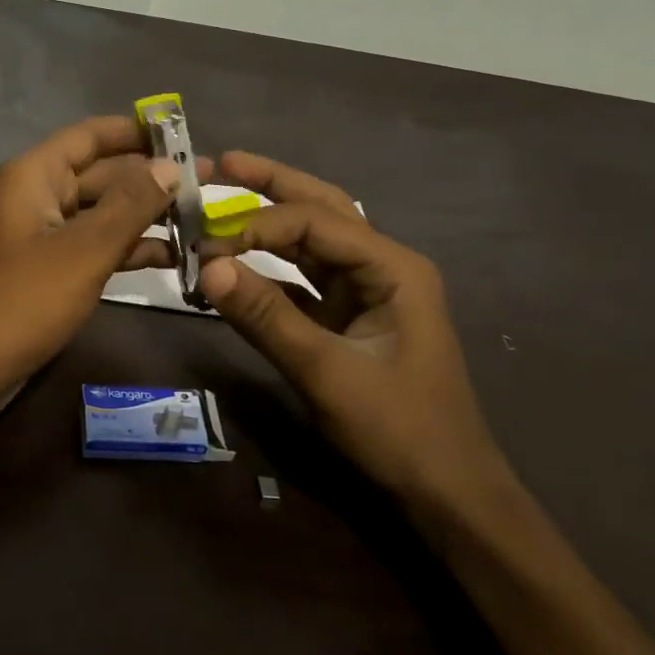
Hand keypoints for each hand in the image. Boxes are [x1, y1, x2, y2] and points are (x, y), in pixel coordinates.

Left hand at [0, 115, 178, 424]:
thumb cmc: (22, 301)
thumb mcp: (83, 250)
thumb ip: (130, 204)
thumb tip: (171, 166)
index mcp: (33, 176)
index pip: (89, 136)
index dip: (135, 131)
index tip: (184, 133)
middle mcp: (36, 196)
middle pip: (100, 174)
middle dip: (151, 179)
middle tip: (210, 185)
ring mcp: (41, 235)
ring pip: (101, 213)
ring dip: (145, 216)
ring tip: (203, 220)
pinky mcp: (48, 270)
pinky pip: (93, 246)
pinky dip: (127, 248)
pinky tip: (174, 256)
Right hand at [199, 151, 508, 508]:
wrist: (446, 492)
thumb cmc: (399, 429)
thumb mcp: (327, 373)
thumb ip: (266, 317)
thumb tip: (208, 267)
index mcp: (393, 268)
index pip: (315, 222)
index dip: (259, 224)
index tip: (208, 246)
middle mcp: (382, 267)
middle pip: (321, 209)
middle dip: (272, 184)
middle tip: (220, 162)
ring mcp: (366, 292)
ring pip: (311, 240)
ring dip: (268, 221)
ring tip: (224, 193)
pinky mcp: (348, 318)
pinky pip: (303, 279)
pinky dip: (269, 270)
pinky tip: (237, 265)